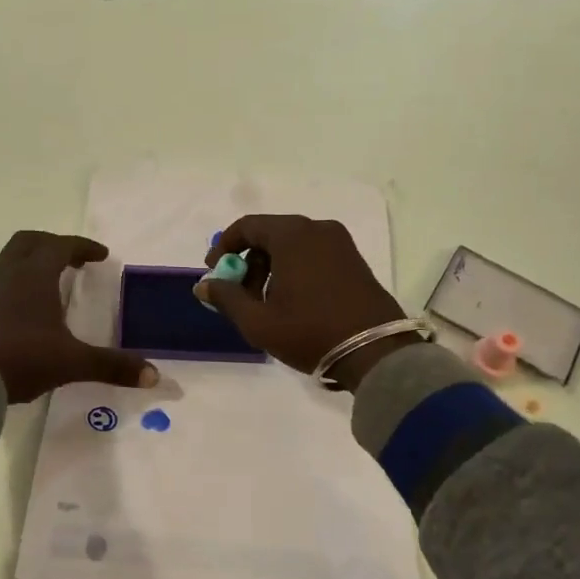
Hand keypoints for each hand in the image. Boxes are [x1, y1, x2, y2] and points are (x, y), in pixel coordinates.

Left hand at [0, 231, 157, 402]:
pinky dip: (16, 286)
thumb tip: (154, 375)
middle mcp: (9, 275)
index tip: (101, 256)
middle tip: (72, 260)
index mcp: (35, 276)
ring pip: (10, 262)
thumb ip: (112, 366)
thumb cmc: (23, 358)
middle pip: (28, 242)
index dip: (83, 247)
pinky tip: (25, 312)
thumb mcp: (73, 362)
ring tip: (50, 285)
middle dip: (52, 244)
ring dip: (31, 264)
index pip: (61, 245)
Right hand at [195, 216, 418, 391]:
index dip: (224, 247)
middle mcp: (317, 229)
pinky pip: (312, 254)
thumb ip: (226, 297)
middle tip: (239, 294)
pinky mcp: (354, 259)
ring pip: (292, 245)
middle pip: (269, 235)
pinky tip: (291, 301)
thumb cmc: (310, 332)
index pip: (246, 226)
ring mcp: (340, 243)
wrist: (376, 352)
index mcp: (292, 235)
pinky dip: (294, 269)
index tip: (214, 272)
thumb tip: (204, 285)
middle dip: (248, 262)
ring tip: (265, 304)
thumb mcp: (258, 321)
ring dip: (270, 268)